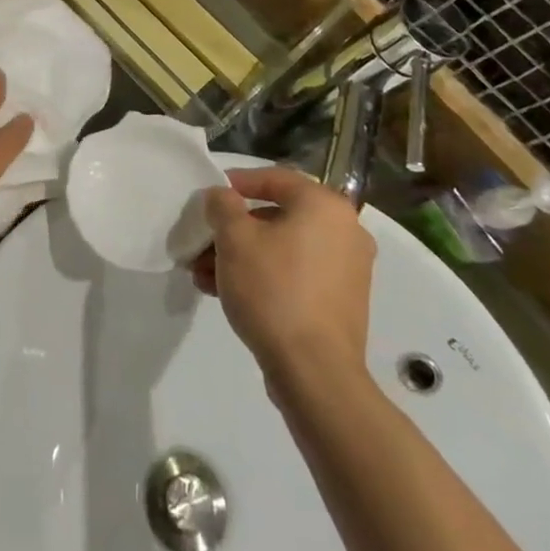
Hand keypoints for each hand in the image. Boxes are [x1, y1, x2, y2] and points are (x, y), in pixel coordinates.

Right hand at [191, 166, 373, 382]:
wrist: (315, 372)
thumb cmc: (273, 289)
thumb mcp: (234, 238)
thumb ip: (222, 206)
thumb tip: (222, 197)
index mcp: (324, 206)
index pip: (275, 178)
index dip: (237, 183)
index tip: (209, 198)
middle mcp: (345, 231)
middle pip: (276, 217)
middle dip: (233, 230)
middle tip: (202, 244)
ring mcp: (347, 269)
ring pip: (282, 248)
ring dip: (242, 256)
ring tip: (204, 276)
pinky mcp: (341, 302)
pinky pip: (296, 274)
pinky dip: (264, 276)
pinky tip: (228, 294)